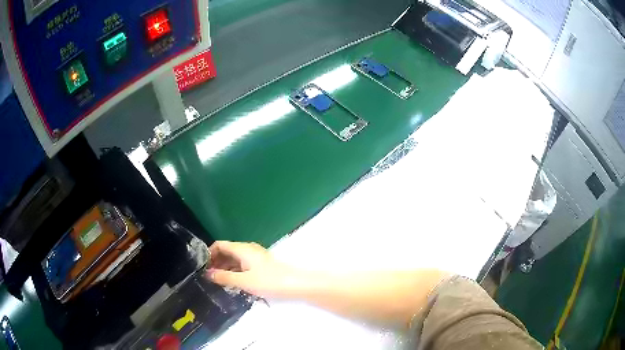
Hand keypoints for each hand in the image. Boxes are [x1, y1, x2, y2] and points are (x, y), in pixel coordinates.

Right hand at [205, 241, 297, 297]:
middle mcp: (248, 249)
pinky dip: (235, 271)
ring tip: (218, 281)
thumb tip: (207, 274)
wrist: (295, 285)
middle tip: (209, 276)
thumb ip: (224, 277)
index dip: (209, 253)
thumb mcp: (243, 281)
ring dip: (225, 268)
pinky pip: (242, 265)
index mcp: (242, 249)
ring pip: (235, 259)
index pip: (220, 245)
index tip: (203, 266)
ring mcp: (255, 257)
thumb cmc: (268, 281)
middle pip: (227, 251)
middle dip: (216, 262)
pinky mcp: (261, 265)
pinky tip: (233, 282)